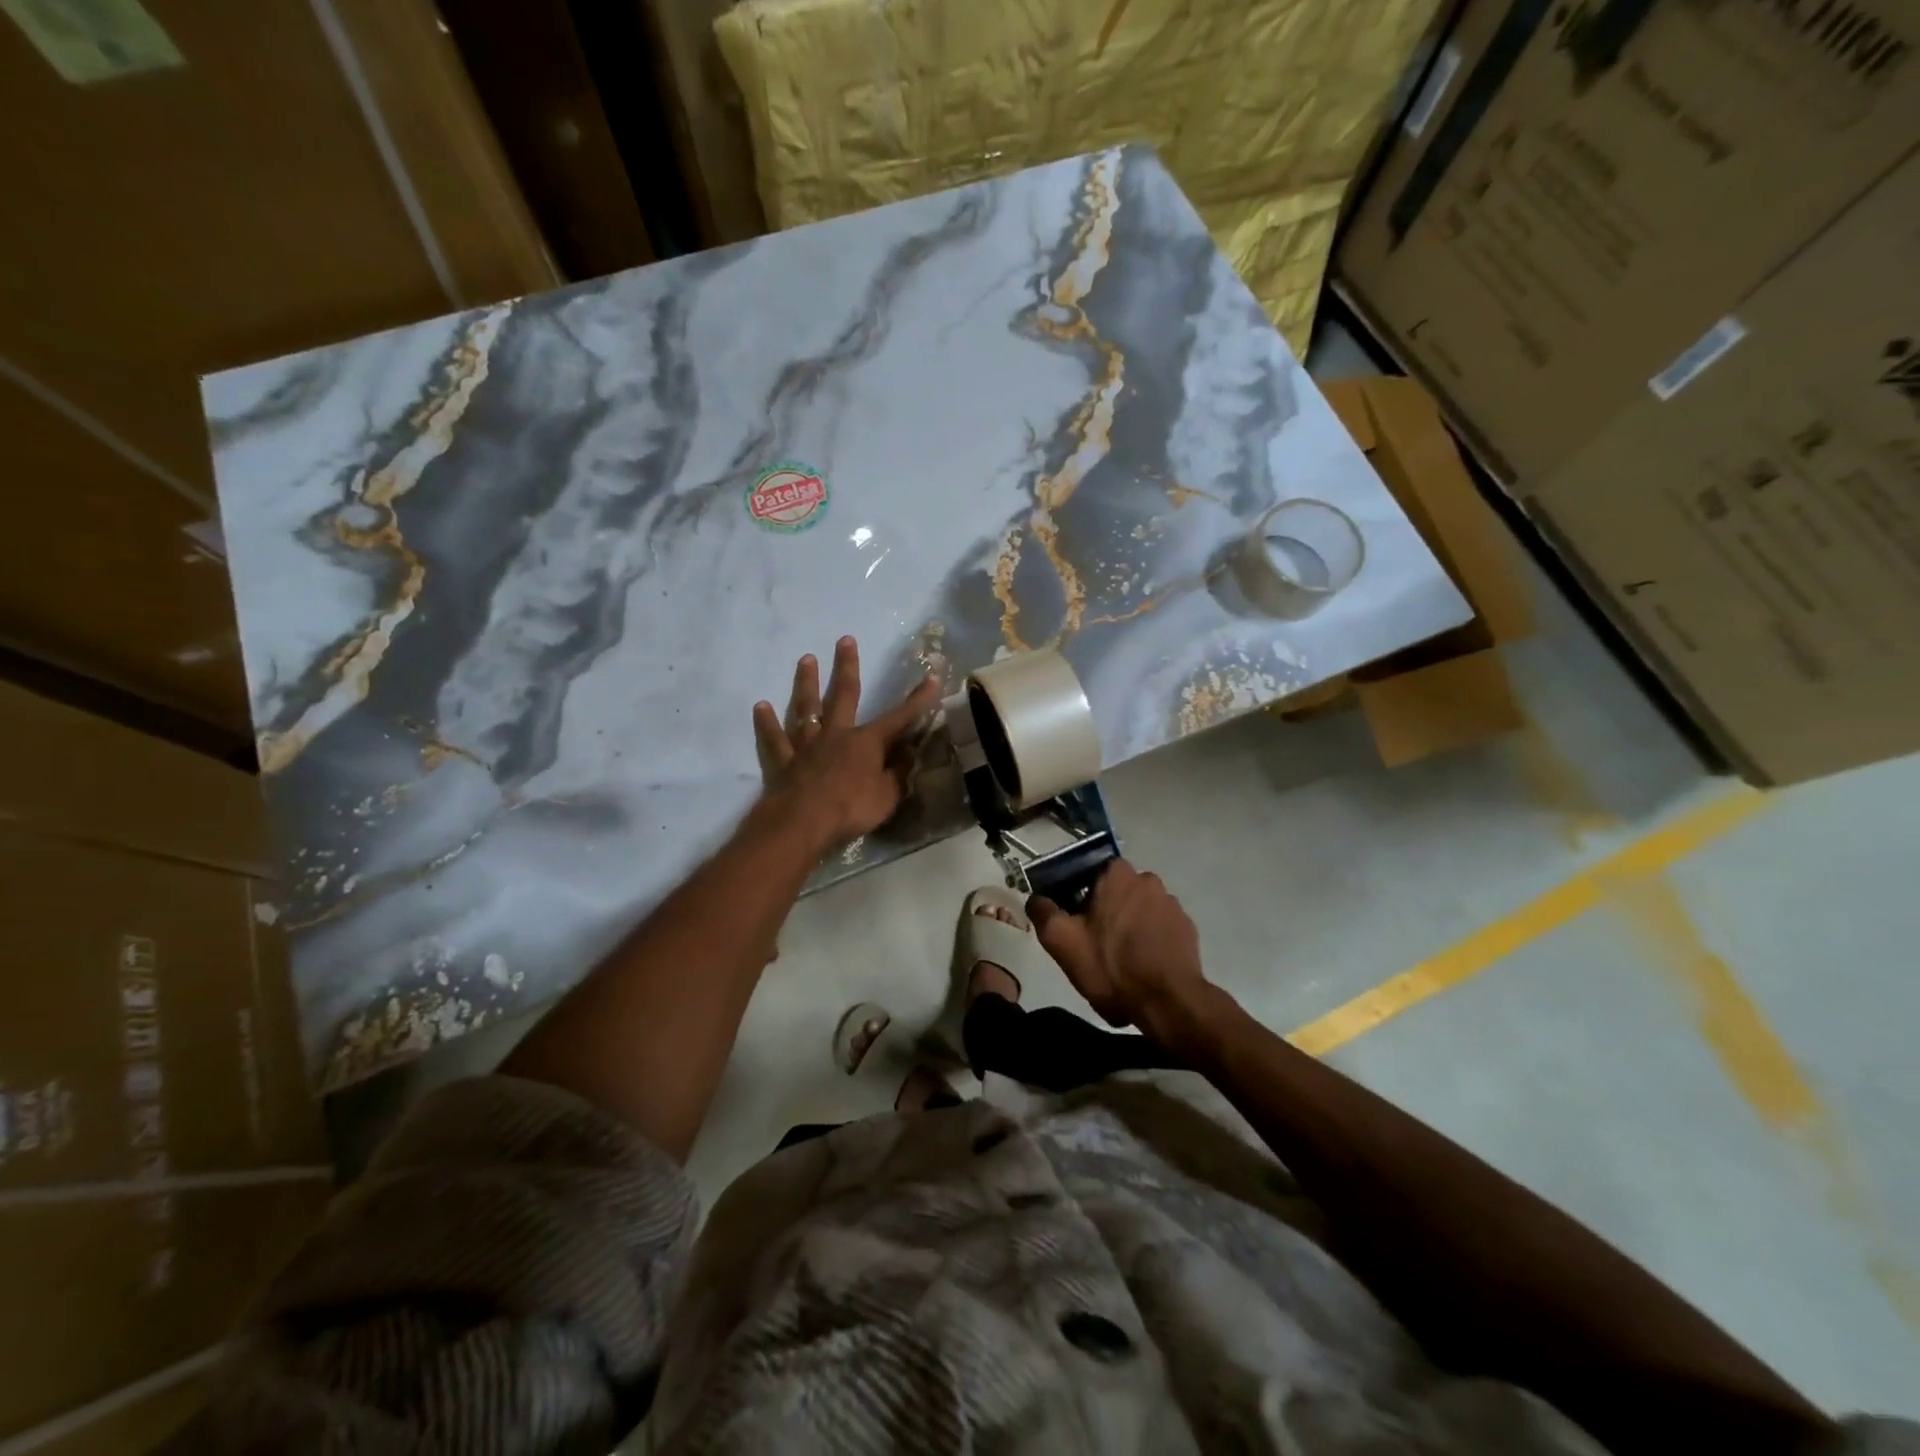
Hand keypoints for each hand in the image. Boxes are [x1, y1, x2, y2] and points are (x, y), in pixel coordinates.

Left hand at [752, 637, 939, 852]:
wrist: (803, 823)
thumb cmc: (852, 809)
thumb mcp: (888, 796)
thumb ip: (898, 773)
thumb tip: (908, 753)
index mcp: (866, 742)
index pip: (899, 718)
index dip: (917, 700)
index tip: (932, 678)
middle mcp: (835, 735)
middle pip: (842, 695)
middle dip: (847, 667)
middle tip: (844, 639)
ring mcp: (806, 746)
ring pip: (806, 708)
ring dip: (806, 683)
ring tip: (806, 659)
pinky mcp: (782, 762)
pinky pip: (774, 739)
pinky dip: (767, 723)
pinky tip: (760, 707)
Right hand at [1028, 860, 1214, 1044]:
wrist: (1168, 1002)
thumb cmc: (1111, 966)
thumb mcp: (1061, 941)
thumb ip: (1043, 912)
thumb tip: (1037, 898)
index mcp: (1116, 874)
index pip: (1088, 873)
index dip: (1077, 897)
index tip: (1073, 922)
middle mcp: (1147, 879)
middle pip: (1114, 892)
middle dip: (1103, 912)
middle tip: (1093, 944)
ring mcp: (1171, 903)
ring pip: (1138, 909)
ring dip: (1128, 926)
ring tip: (1120, 960)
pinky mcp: (1188, 927)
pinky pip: (1159, 927)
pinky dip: (1149, 940)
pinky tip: (1142, 965)